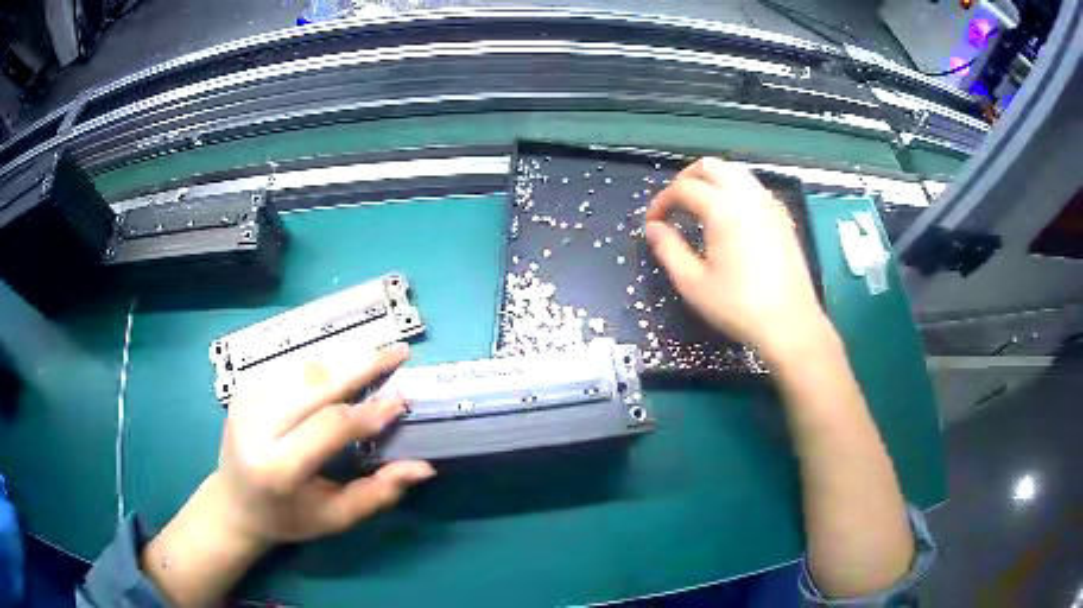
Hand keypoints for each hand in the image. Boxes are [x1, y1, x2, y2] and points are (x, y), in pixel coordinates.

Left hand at [214, 344, 434, 545]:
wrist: (234, 503)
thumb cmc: (288, 517)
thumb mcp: (336, 517)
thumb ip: (379, 493)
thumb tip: (424, 467)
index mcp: (278, 466)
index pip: (331, 426)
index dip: (370, 411)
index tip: (402, 400)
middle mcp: (257, 426)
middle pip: (316, 384)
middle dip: (362, 365)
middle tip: (399, 352)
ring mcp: (247, 401)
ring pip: (305, 369)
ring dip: (343, 361)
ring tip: (377, 358)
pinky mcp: (243, 389)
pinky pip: (290, 369)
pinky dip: (322, 367)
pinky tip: (342, 369)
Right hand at [645, 158, 829, 361]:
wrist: (789, 324)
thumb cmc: (738, 306)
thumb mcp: (693, 283)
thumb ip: (668, 249)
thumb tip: (653, 228)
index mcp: (723, 209)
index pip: (683, 188)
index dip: (662, 202)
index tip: (653, 223)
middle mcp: (748, 197)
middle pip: (711, 166)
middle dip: (686, 179)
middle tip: (674, 204)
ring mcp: (769, 205)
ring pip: (735, 172)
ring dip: (711, 181)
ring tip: (699, 206)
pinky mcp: (782, 218)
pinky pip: (753, 188)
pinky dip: (734, 191)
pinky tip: (730, 217)